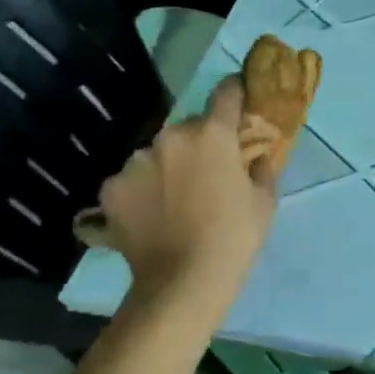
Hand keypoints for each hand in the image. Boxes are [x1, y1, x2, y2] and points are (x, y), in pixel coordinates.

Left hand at [98, 76, 276, 303]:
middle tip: (207, 172)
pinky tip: (151, 215)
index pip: (226, 93)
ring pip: (157, 153)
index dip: (235, 91)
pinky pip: (132, 180)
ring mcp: (135, 162)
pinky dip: (141, 190)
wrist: (182, 282)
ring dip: (167, 166)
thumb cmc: (235, 237)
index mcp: (212, 134)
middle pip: (188, 128)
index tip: (239, 95)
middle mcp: (170, 137)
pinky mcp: (110, 188)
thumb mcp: (264, 201)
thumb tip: (254, 155)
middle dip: (199, 142)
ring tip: (174, 200)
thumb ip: (260, 167)